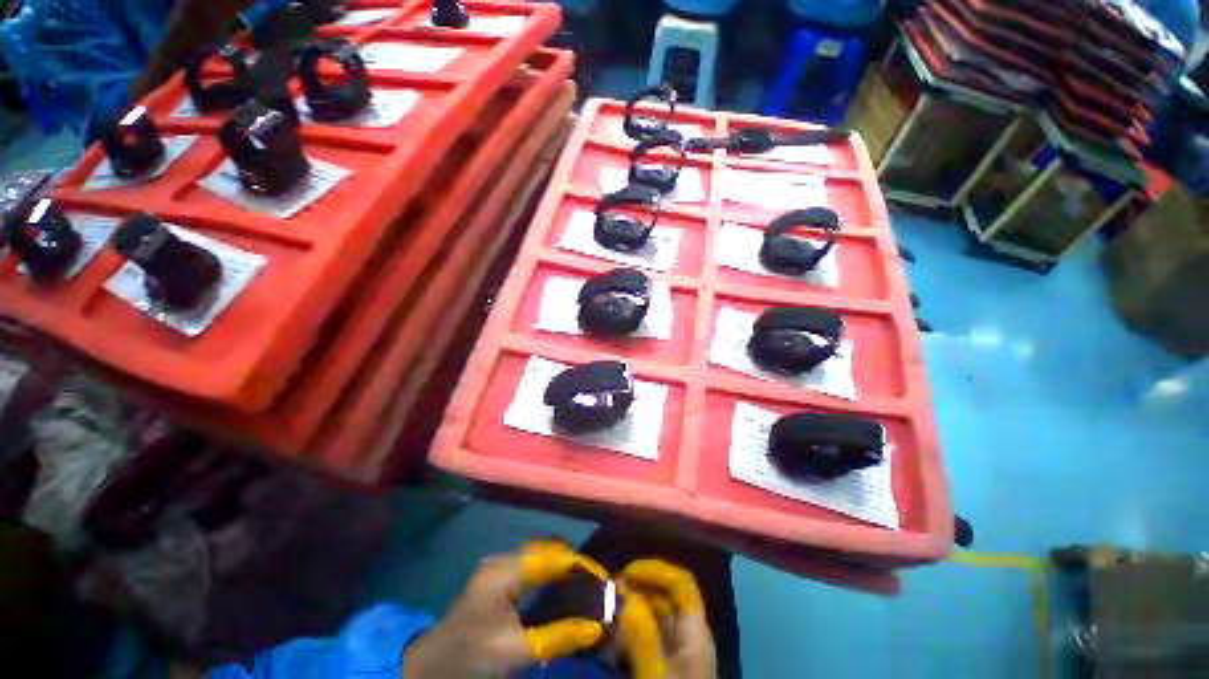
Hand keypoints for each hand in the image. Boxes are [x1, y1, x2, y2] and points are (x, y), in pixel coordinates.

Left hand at [402, 542, 607, 677]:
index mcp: (505, 571)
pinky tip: (559, 585)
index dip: (581, 565)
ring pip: (540, 553)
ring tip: (584, 582)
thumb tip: (597, 627)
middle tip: (596, 582)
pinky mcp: (497, 576)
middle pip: (548, 548)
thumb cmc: (471, 658)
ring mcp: (498, 566)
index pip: (553, 557)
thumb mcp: (516, 652)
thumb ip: (557, 637)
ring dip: (562, 564)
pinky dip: (549, 570)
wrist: (429, 668)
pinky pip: (531, 563)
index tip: (604, 580)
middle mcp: (503, 559)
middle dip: (574, 562)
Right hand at [617, 560, 717, 678]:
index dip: (655, 570)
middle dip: (637, 588)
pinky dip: (630, 632)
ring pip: (655, 617)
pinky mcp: (666, 669)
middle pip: (666, 597)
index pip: (682, 582)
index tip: (626, 573)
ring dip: (631, 609)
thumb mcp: (656, 674)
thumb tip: (621, 592)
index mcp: (696, 631)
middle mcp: (690, 637)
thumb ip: (641, 634)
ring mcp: (679, 654)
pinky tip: (613, 636)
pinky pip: (648, 639)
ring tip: (607, 611)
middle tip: (608, 592)